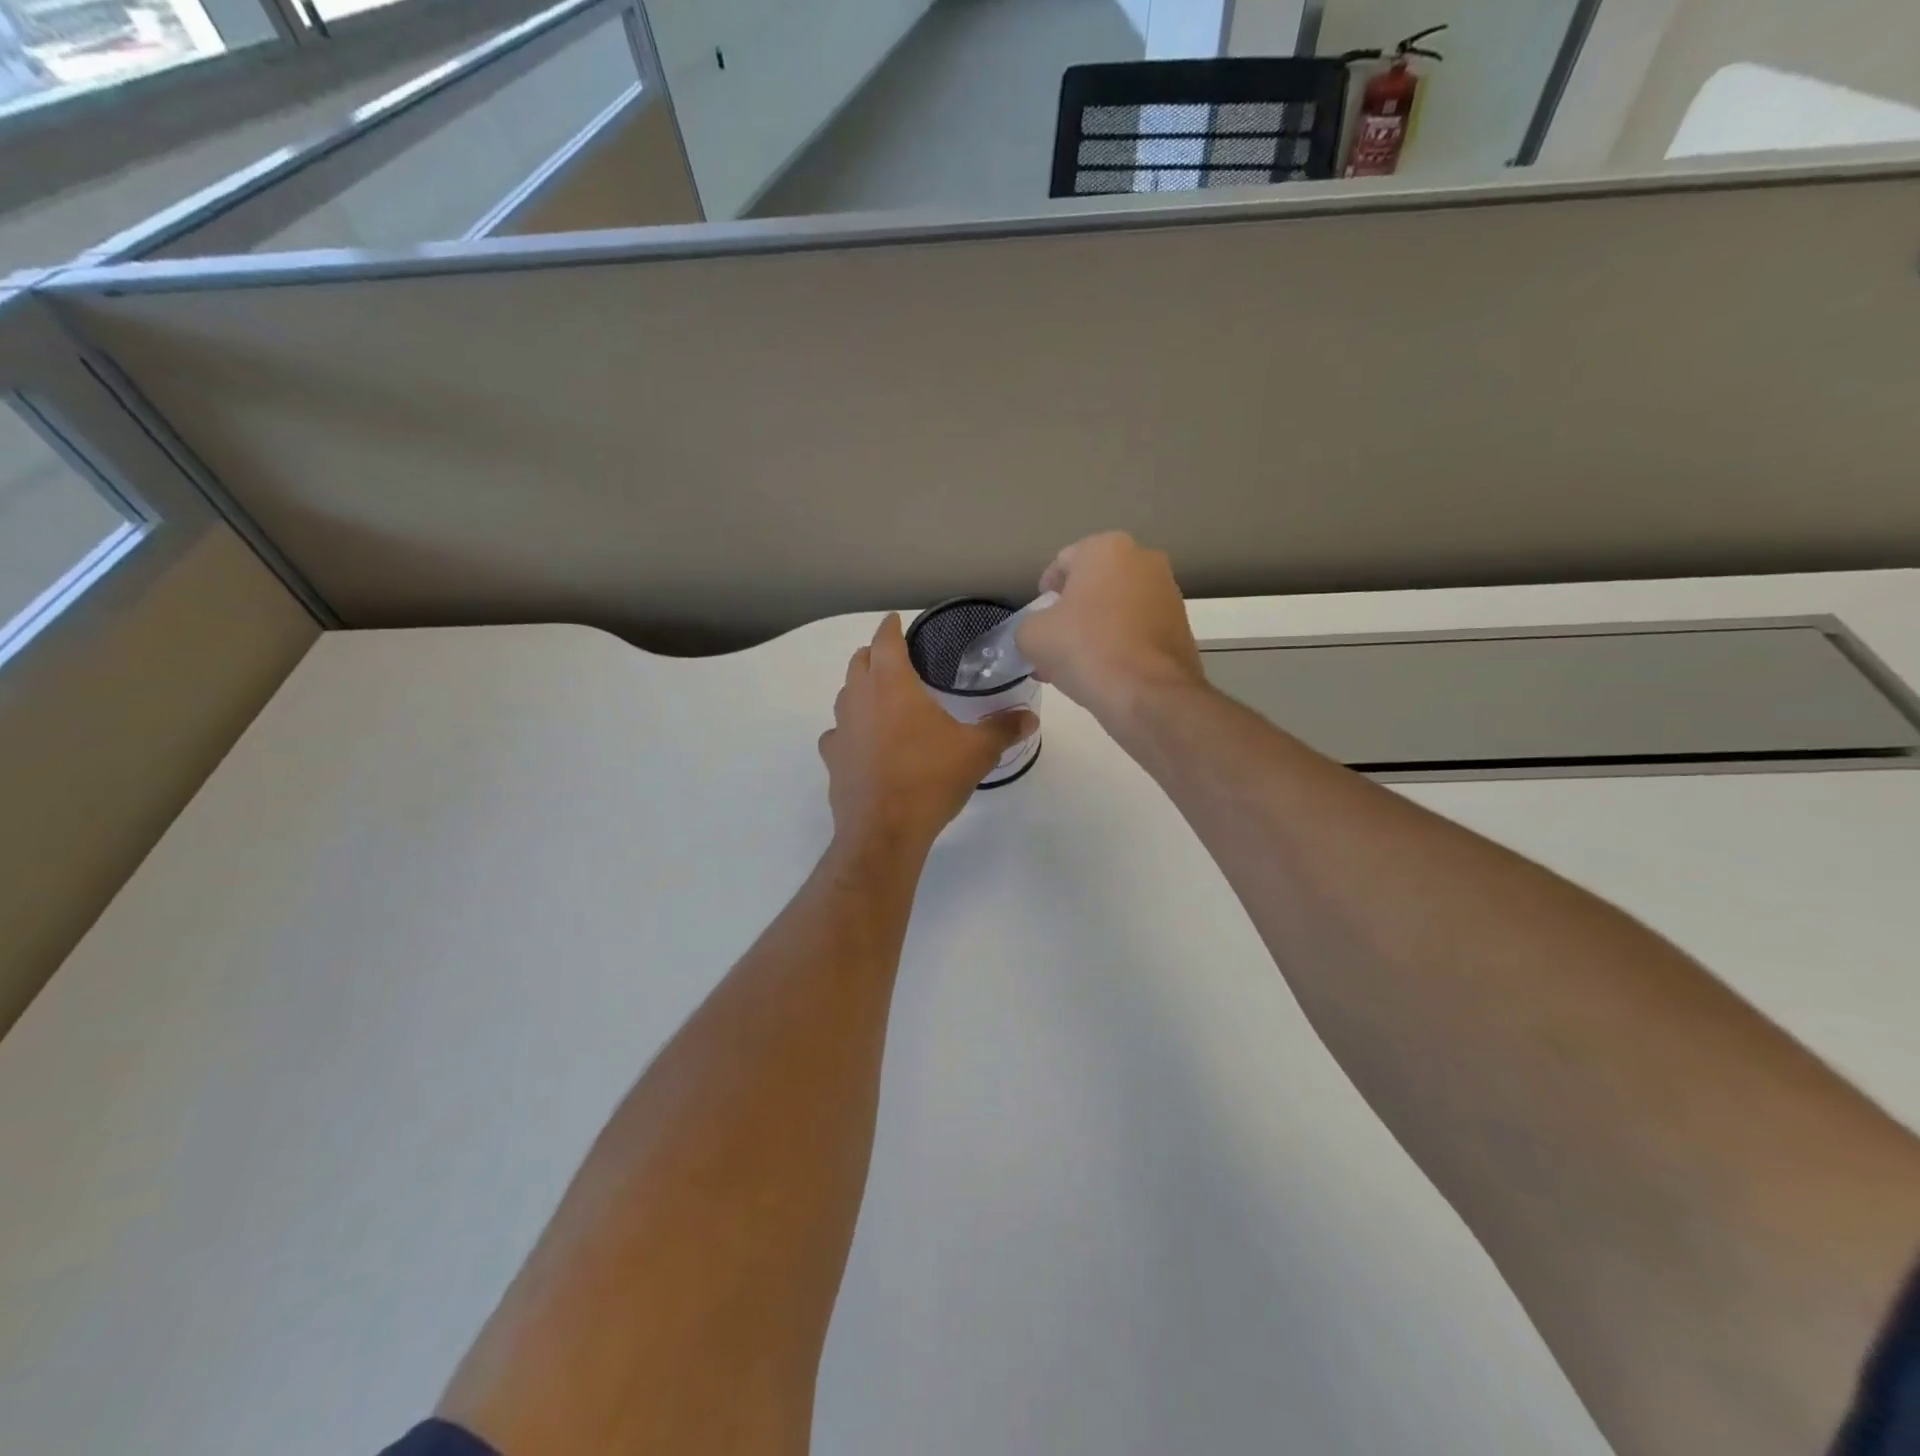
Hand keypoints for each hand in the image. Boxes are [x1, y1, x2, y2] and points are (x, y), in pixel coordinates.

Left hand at [819, 615, 1035, 855]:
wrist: (884, 831)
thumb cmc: (930, 779)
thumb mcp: (976, 752)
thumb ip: (1003, 729)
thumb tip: (1030, 718)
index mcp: (892, 684)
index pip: (885, 640)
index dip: (891, 627)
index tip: (895, 621)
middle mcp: (860, 698)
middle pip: (858, 662)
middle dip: (874, 654)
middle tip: (895, 659)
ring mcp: (841, 729)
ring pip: (846, 695)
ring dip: (861, 689)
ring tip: (883, 699)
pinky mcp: (832, 758)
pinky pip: (839, 733)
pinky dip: (851, 730)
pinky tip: (865, 744)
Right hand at [1015, 532, 1203, 724]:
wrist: (1148, 694)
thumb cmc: (1085, 649)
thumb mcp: (1033, 635)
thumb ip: (1030, 624)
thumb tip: (1042, 632)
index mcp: (1106, 548)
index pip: (1061, 565)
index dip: (1044, 596)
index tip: (1040, 625)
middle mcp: (1143, 559)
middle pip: (1092, 586)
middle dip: (1072, 614)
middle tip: (1056, 647)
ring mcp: (1168, 592)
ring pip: (1116, 609)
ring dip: (1095, 630)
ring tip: (1079, 666)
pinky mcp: (1182, 625)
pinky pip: (1138, 629)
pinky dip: (1120, 644)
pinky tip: (1106, 673)